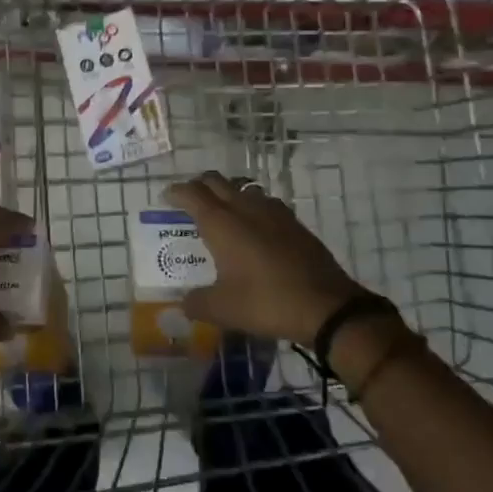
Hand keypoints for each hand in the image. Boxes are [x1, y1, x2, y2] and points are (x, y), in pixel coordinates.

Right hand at [165, 171, 387, 345]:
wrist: (326, 306)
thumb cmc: (266, 302)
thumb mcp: (222, 309)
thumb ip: (196, 303)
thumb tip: (183, 304)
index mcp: (221, 222)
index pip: (191, 193)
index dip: (176, 192)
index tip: (166, 198)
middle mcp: (244, 207)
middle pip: (216, 181)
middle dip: (199, 186)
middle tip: (189, 202)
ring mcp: (273, 211)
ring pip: (242, 188)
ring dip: (227, 192)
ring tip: (221, 212)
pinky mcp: (294, 222)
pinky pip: (264, 202)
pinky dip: (251, 206)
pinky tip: (254, 227)